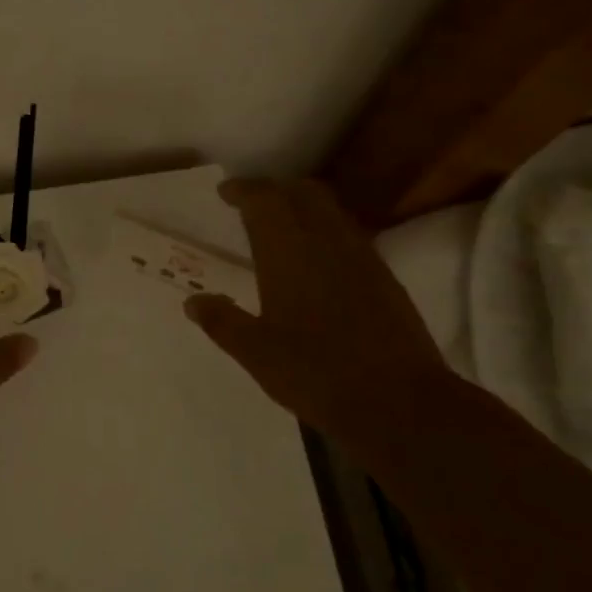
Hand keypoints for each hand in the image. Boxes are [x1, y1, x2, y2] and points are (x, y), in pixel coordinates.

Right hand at [184, 178, 452, 445]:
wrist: (399, 401)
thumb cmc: (316, 372)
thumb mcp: (256, 353)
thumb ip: (222, 322)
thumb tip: (193, 301)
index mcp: (289, 252)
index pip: (265, 200)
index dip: (243, 190)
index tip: (225, 192)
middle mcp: (327, 242)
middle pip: (304, 192)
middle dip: (276, 190)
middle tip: (252, 204)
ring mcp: (362, 257)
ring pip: (331, 211)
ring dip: (304, 207)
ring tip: (282, 229)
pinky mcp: (385, 278)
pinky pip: (349, 235)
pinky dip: (326, 231)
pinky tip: (317, 261)